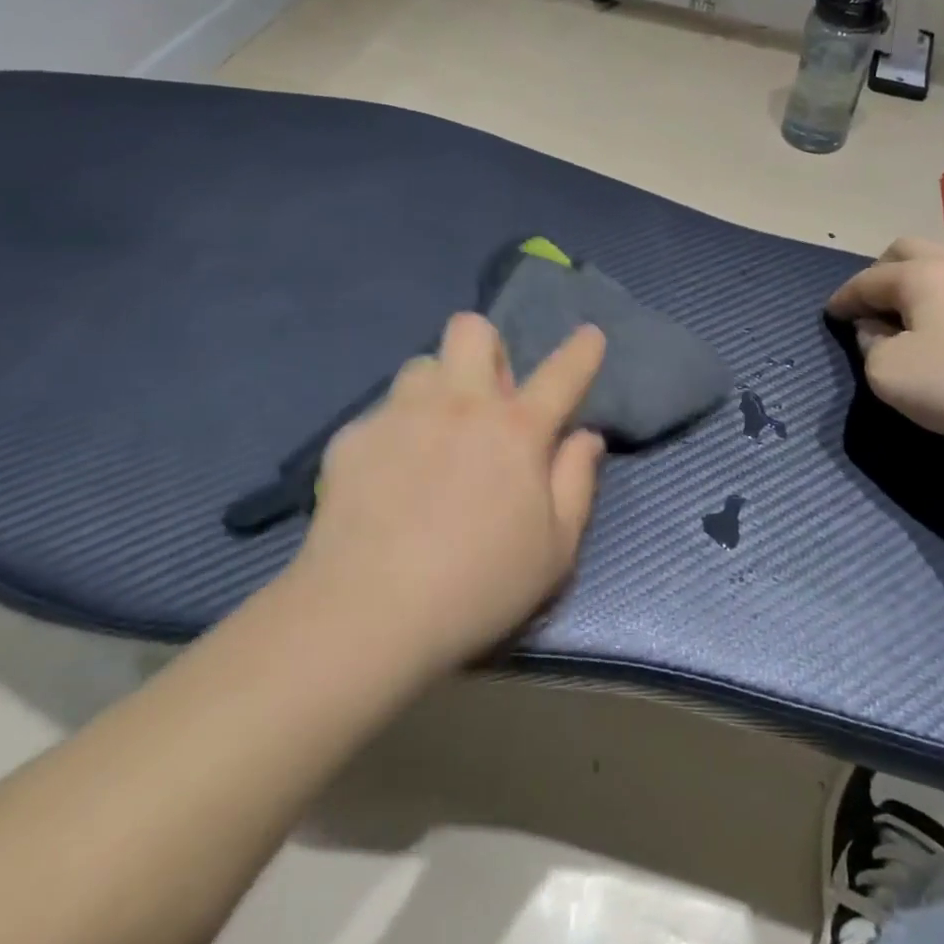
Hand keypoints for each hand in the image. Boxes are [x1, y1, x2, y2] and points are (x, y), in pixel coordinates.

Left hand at [290, 313, 607, 674]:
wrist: (367, 613)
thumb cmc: (478, 586)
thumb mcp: (555, 549)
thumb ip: (577, 482)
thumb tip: (586, 436)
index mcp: (516, 429)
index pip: (562, 373)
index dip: (582, 350)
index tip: (589, 336)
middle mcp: (460, 404)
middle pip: (472, 330)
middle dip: (487, 348)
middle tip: (488, 397)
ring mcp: (401, 414)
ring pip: (422, 365)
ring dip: (438, 388)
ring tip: (434, 434)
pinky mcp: (354, 436)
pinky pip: (383, 412)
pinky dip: (396, 432)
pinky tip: (388, 478)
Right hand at [825, 236, 943, 452]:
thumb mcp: (891, 374)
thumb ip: (870, 348)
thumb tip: (876, 332)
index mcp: (918, 275)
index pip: (866, 280)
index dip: (843, 298)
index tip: (831, 314)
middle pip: (905, 251)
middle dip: (880, 273)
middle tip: (871, 306)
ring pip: (942, 265)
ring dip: (917, 284)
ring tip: (910, 317)